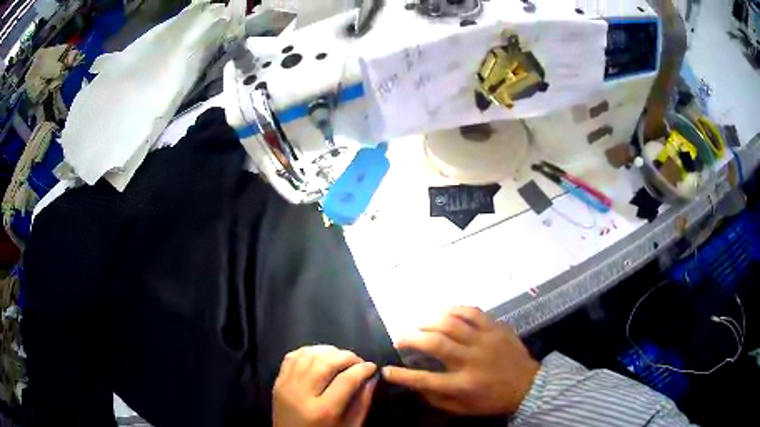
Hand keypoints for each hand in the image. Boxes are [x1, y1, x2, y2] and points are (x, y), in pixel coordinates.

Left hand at [273, 345, 377, 426]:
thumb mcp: (349, 426)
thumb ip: (362, 403)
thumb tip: (372, 378)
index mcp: (322, 411)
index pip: (346, 380)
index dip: (362, 369)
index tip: (372, 366)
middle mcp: (300, 395)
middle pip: (325, 363)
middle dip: (347, 357)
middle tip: (358, 361)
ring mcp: (285, 386)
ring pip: (308, 356)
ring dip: (328, 351)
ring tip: (341, 357)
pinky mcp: (277, 382)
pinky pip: (292, 356)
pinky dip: (308, 351)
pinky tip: (321, 356)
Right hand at [382, 307, 539, 415]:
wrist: (527, 385)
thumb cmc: (492, 399)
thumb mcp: (462, 408)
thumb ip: (436, 397)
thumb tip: (414, 383)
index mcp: (463, 385)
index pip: (425, 380)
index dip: (402, 375)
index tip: (386, 370)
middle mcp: (472, 360)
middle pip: (436, 344)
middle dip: (411, 339)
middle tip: (400, 339)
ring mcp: (486, 341)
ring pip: (452, 324)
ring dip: (429, 322)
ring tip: (419, 324)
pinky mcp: (496, 328)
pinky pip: (473, 312)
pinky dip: (454, 309)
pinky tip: (443, 312)